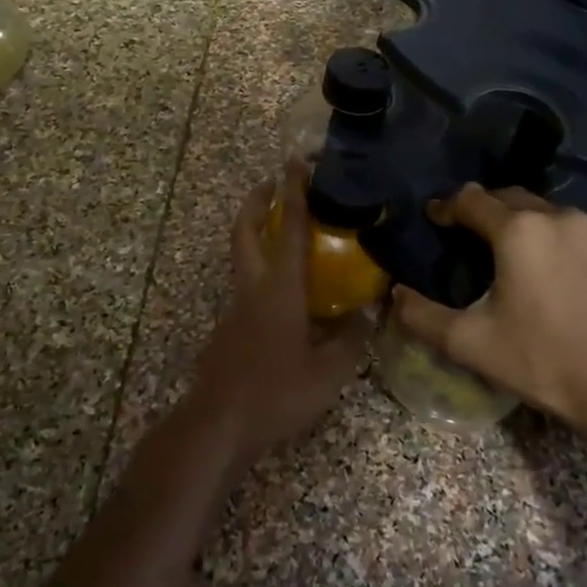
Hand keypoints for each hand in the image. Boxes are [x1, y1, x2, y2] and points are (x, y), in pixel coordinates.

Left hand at [183, 164, 368, 470]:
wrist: (218, 423)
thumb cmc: (276, 392)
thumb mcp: (329, 371)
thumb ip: (351, 339)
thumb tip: (368, 314)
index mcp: (280, 289)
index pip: (291, 229)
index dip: (294, 192)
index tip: (295, 162)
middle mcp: (253, 288)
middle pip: (247, 230)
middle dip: (259, 201)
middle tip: (275, 184)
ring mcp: (236, 308)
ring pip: (244, 257)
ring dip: (260, 235)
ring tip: (290, 236)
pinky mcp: (229, 329)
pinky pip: (248, 287)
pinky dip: (264, 272)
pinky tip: (288, 297)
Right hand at [392, 185, 586, 443]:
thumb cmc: (543, 362)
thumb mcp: (470, 343)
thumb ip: (421, 315)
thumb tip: (395, 294)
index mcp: (519, 231)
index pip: (471, 200)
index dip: (447, 208)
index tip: (436, 220)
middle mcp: (561, 216)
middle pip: (513, 199)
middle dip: (488, 211)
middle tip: (475, 238)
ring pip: (553, 215)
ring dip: (532, 228)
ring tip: (525, 260)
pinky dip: (570, 244)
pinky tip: (569, 275)